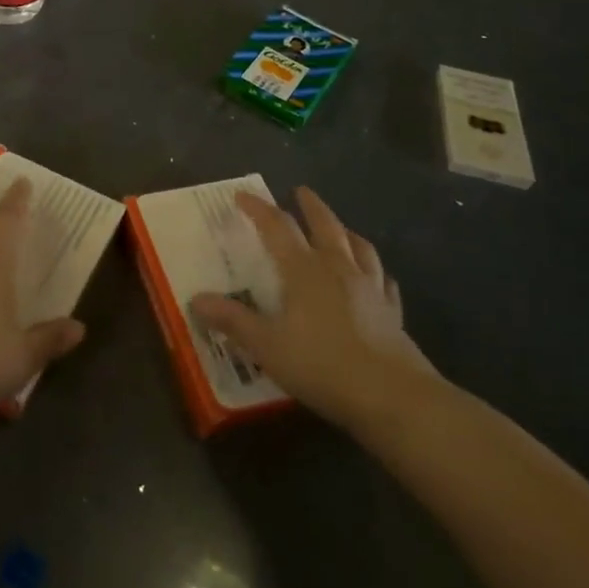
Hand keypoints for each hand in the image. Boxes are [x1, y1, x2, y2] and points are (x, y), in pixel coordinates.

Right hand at [190, 188, 439, 430]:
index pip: (278, 227)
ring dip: (346, 232)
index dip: (259, 209)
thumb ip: (232, 321)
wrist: (392, 396)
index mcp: (304, 270)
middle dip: (311, 206)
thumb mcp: (266, 346)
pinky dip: (376, 273)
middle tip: (301, 191)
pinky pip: (384, 282)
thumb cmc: (322, 365)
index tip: (243, 196)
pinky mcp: (392, 313)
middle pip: (325, 226)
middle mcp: (338, 269)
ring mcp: (371, 289)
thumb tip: (196, 300)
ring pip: (359, 247)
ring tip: (340, 227)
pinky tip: (377, 278)